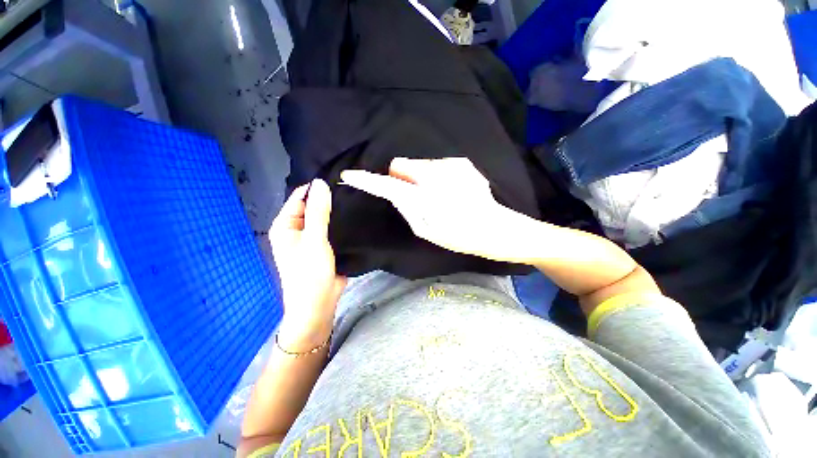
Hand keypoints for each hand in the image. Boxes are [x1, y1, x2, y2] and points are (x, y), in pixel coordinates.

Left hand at [270, 179, 346, 351]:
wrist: (319, 303)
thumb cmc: (311, 272)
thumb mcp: (315, 239)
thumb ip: (318, 211)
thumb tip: (320, 183)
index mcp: (285, 225)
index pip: (300, 197)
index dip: (316, 188)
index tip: (338, 179)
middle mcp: (296, 229)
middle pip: (312, 207)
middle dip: (328, 199)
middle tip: (351, 189)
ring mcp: (311, 238)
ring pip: (324, 218)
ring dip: (335, 212)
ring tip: (355, 199)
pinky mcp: (324, 246)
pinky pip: (331, 229)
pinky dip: (339, 223)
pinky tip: (354, 216)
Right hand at [340, 158, 537, 263]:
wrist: (497, 228)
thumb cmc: (460, 236)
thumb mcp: (426, 232)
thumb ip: (406, 210)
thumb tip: (396, 193)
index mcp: (425, 199)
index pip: (388, 184)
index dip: (367, 180)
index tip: (351, 175)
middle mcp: (436, 175)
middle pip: (401, 164)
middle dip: (402, 178)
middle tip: (416, 197)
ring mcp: (451, 165)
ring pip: (420, 165)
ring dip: (421, 178)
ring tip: (439, 196)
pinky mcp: (462, 162)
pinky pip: (436, 165)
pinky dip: (436, 176)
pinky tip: (452, 191)